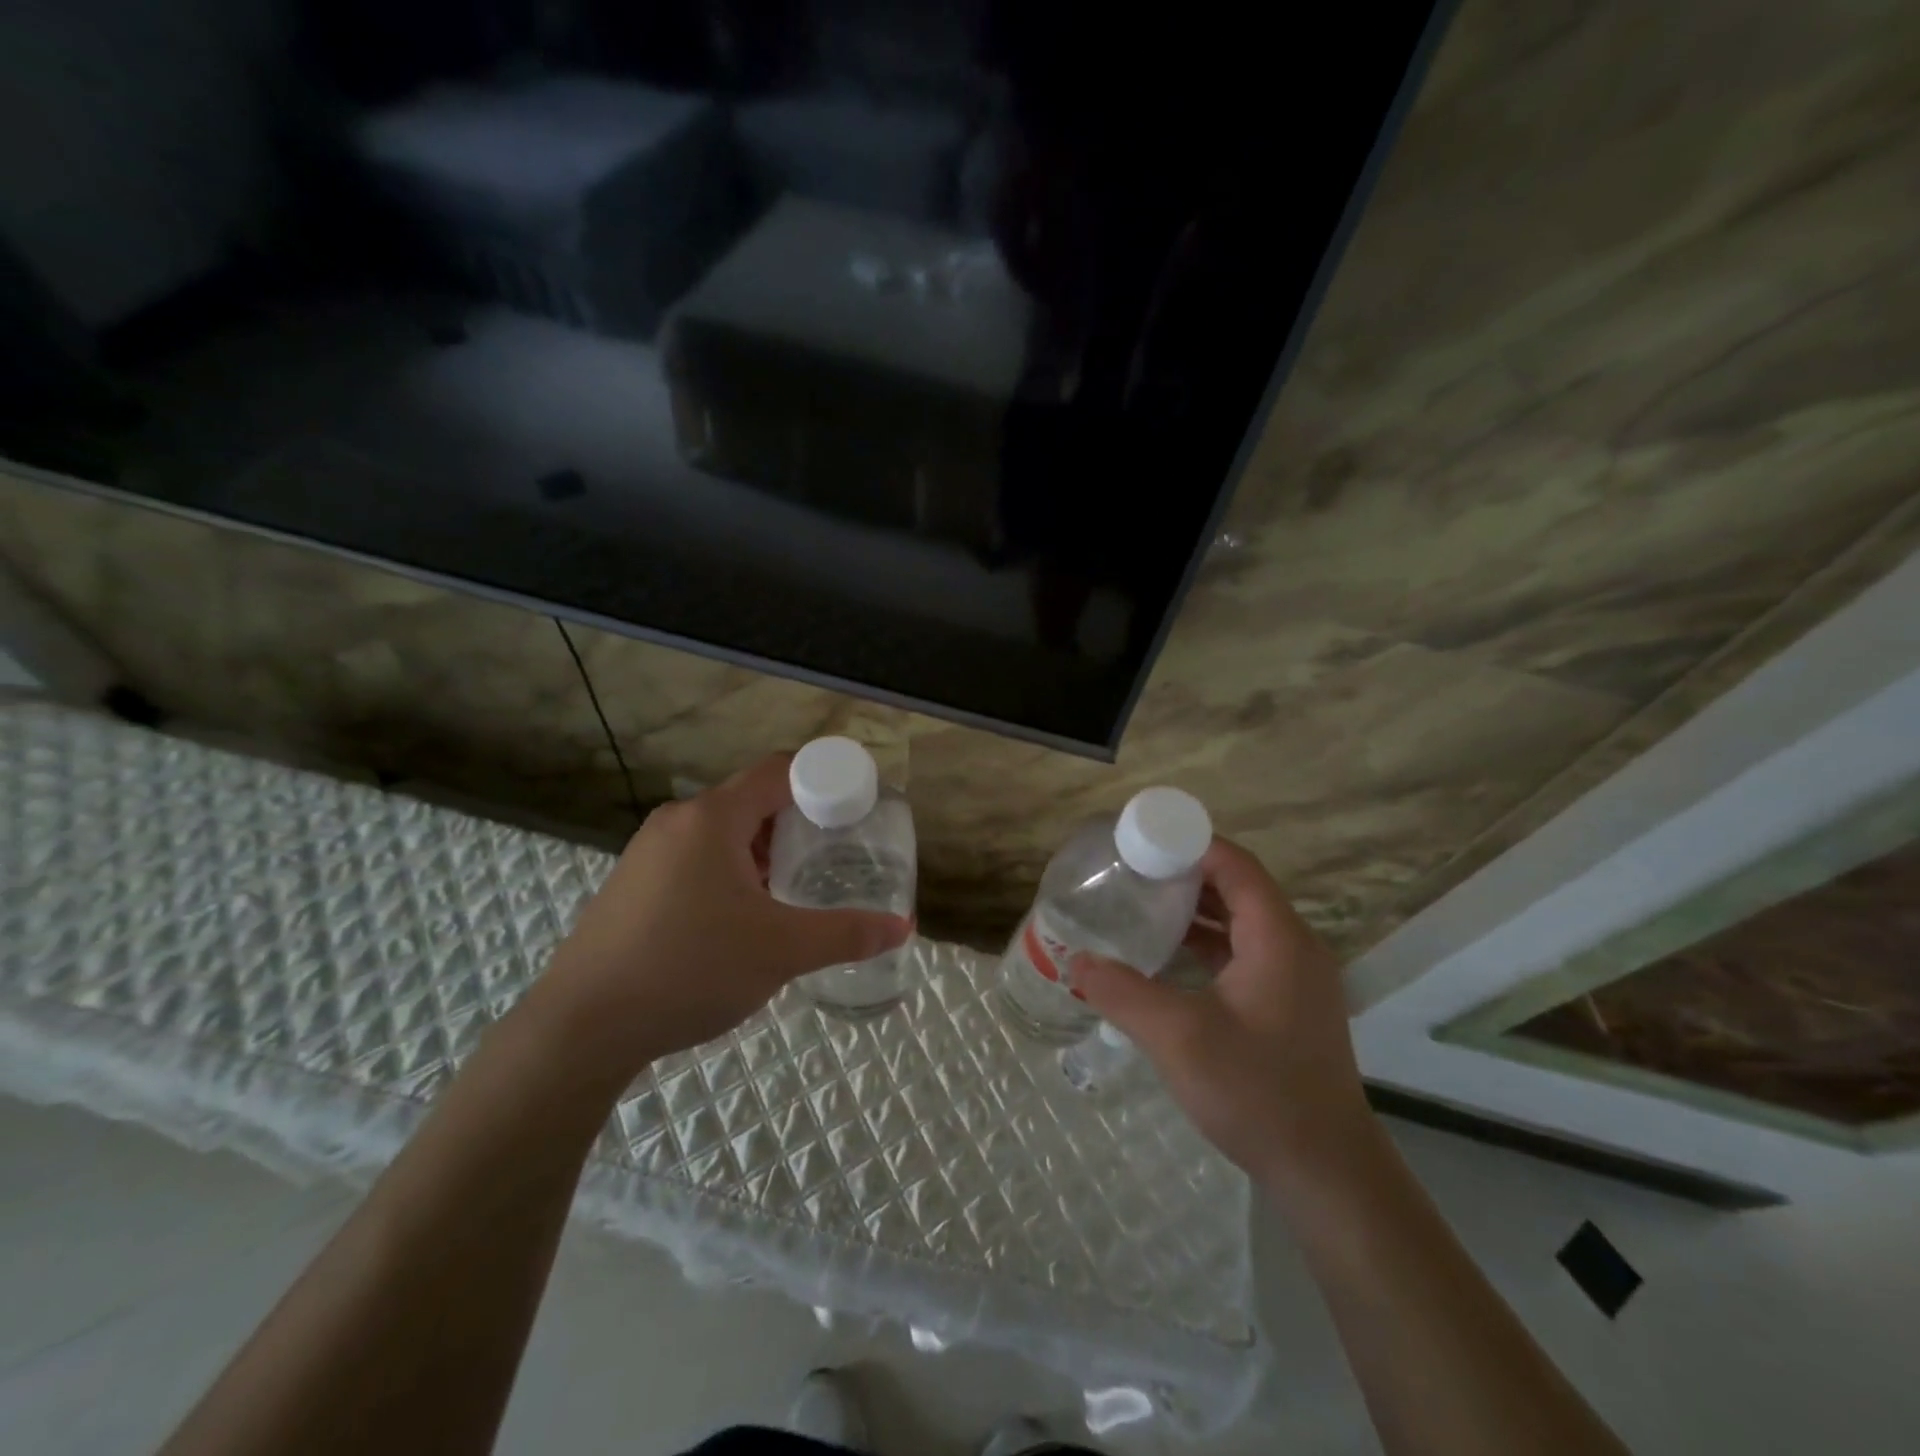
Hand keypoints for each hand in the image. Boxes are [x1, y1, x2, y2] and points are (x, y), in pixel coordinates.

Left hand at [528, 755, 912, 1080]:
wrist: (581, 1028)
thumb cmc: (689, 969)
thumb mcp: (780, 951)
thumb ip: (846, 934)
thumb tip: (903, 929)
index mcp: (712, 818)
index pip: (780, 771)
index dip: (824, 779)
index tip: (857, 808)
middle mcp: (678, 821)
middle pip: (753, 800)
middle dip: (798, 822)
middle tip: (835, 854)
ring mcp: (649, 852)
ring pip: (724, 832)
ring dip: (764, 851)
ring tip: (796, 887)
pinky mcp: (634, 884)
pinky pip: (697, 858)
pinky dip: (732, 871)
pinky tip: (744, 916)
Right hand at [1074, 838, 1378, 1193]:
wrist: (1327, 1171)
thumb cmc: (1258, 1092)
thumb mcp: (1179, 1038)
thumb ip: (1123, 992)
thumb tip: (1075, 960)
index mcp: (1278, 937)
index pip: (1235, 864)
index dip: (1189, 844)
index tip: (1139, 843)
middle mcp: (1294, 945)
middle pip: (1239, 886)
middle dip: (1185, 872)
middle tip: (1131, 871)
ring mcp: (1296, 976)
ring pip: (1242, 920)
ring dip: (1197, 908)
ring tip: (1142, 903)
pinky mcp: (1289, 1003)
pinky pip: (1246, 950)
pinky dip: (1209, 941)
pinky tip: (1169, 954)